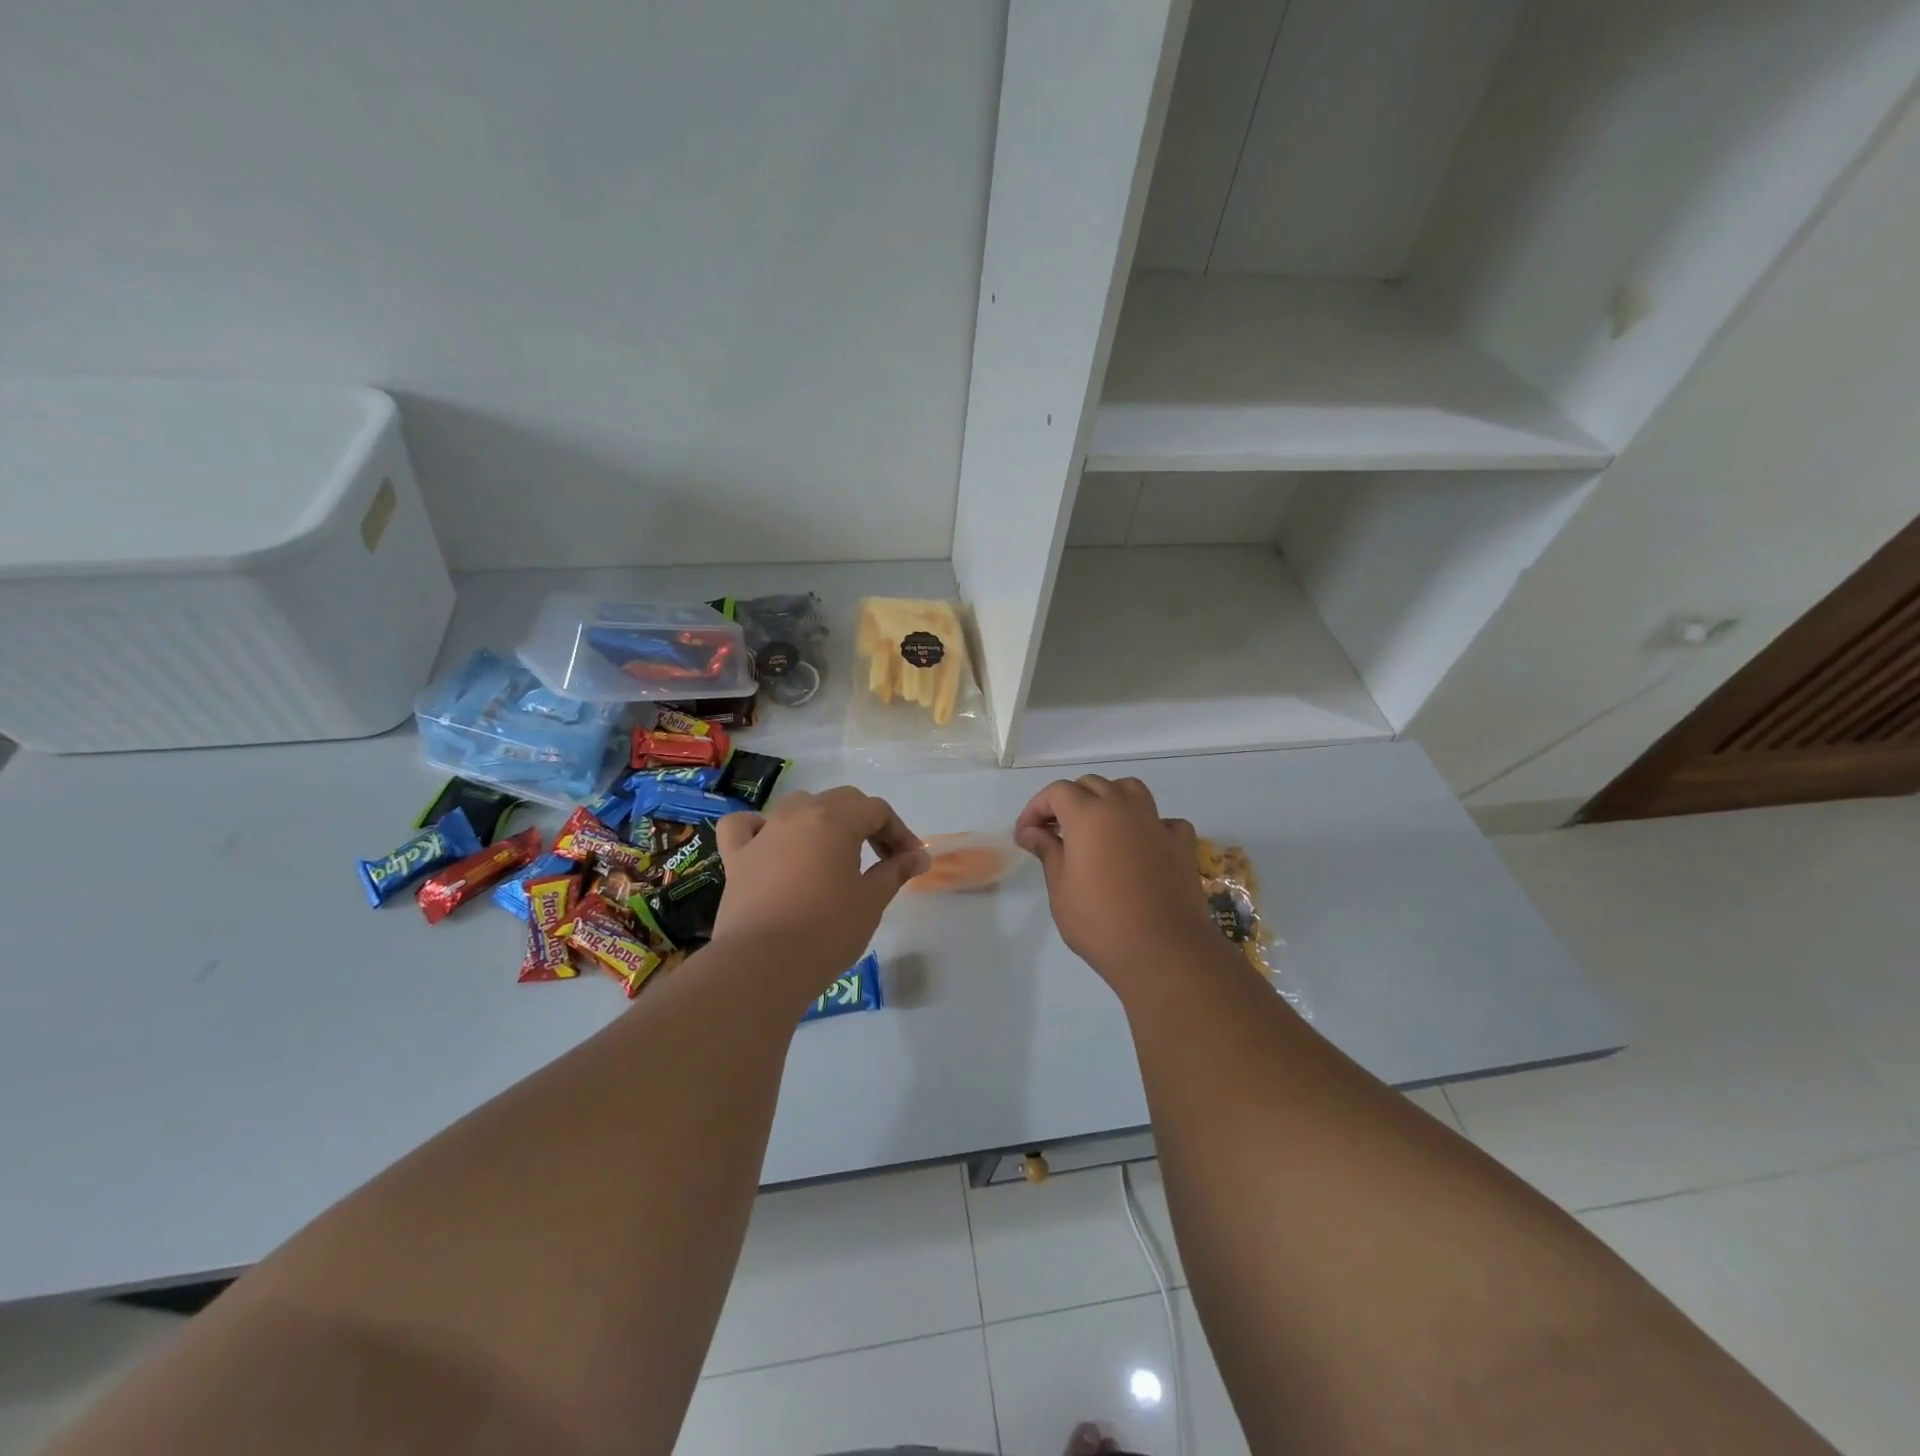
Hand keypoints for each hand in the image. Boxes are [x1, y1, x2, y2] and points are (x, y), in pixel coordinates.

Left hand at [712, 787, 929, 992]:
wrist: (762, 965)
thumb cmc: (827, 931)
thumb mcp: (871, 900)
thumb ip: (895, 871)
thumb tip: (919, 856)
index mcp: (836, 820)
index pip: (877, 811)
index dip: (899, 832)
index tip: (910, 860)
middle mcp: (798, 815)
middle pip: (841, 800)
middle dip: (866, 822)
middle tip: (882, 857)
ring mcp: (764, 833)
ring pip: (798, 806)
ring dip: (822, 820)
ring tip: (834, 852)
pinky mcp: (737, 857)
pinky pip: (745, 826)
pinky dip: (760, 827)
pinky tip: (771, 842)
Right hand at [1015, 775, 1223, 987]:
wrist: (1162, 949)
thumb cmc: (1100, 921)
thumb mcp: (1060, 888)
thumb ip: (1047, 851)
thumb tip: (1031, 832)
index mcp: (1088, 814)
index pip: (1057, 792)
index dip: (1036, 808)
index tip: (1026, 834)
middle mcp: (1123, 807)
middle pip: (1092, 785)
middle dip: (1069, 801)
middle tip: (1055, 832)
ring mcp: (1156, 822)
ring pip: (1129, 790)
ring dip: (1109, 800)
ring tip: (1098, 827)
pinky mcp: (1181, 843)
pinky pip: (1162, 820)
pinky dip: (1148, 825)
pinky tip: (1141, 846)